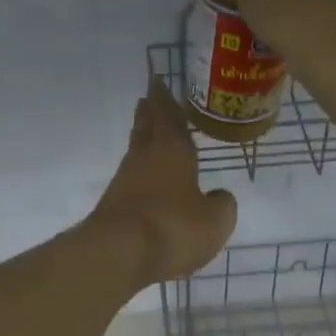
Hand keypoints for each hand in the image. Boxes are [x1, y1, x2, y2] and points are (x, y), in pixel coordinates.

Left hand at [88, 80, 237, 286]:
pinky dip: (139, 173)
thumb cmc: (174, 227)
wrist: (120, 254)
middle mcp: (145, 158)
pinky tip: (145, 181)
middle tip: (148, 99)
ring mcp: (125, 181)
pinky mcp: (114, 205)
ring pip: (136, 151)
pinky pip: (131, 179)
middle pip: (146, 128)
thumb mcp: (215, 220)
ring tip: (147, 132)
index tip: (158, 82)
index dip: (167, 100)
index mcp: (173, 150)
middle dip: (149, 113)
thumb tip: (218, 197)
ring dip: (142, 139)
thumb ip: (221, 204)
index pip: (170, 117)